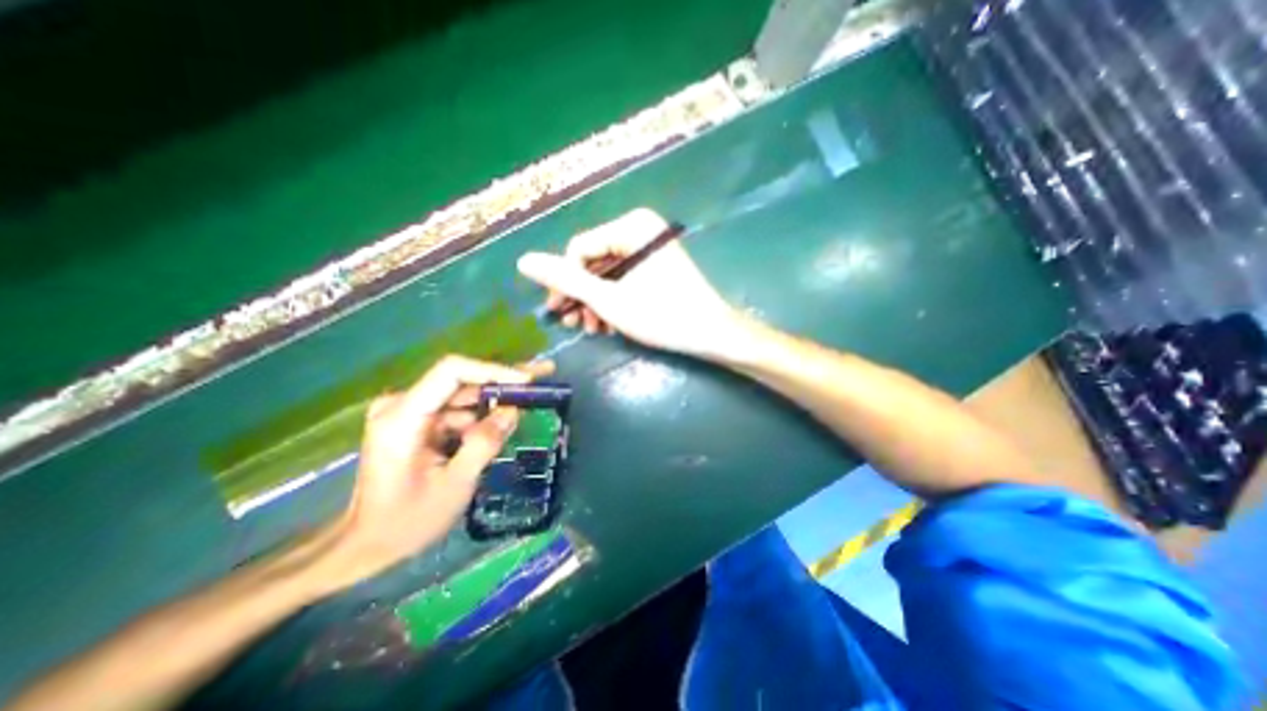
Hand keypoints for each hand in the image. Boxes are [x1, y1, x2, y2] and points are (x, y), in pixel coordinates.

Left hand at [315, 352, 548, 587]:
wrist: (366, 544)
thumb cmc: (406, 522)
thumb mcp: (455, 485)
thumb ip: (485, 443)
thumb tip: (514, 410)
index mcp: (402, 418)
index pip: (452, 372)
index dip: (493, 371)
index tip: (528, 380)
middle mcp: (403, 405)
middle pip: (462, 380)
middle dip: (504, 382)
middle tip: (543, 375)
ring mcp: (409, 412)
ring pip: (464, 395)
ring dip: (497, 401)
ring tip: (531, 401)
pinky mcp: (418, 421)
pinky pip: (458, 410)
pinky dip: (483, 416)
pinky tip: (503, 425)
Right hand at [519, 205, 742, 361]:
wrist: (711, 333)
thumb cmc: (661, 316)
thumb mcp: (608, 300)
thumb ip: (567, 280)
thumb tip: (523, 260)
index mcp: (630, 227)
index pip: (579, 249)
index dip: (565, 281)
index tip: (558, 311)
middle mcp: (640, 229)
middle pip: (593, 261)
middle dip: (582, 296)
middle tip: (575, 325)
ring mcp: (650, 248)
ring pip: (608, 274)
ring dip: (596, 303)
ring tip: (594, 329)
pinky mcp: (657, 265)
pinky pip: (624, 279)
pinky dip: (613, 301)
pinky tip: (609, 324)